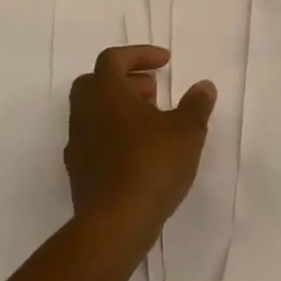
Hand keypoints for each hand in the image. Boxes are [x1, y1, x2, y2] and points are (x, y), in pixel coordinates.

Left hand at [66, 46, 215, 245]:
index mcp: (105, 92)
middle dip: (125, 80)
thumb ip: (196, 105)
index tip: (164, 62)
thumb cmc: (151, 165)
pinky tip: (137, 153)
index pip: (113, 58)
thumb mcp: (186, 131)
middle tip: (153, 91)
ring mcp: (77, 143)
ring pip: (93, 112)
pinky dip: (113, 136)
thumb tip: (204, 86)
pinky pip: (93, 140)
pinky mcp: (77, 173)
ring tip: (151, 124)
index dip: (139, 54)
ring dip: (119, 109)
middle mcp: (84, 112)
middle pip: (96, 81)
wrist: (114, 226)